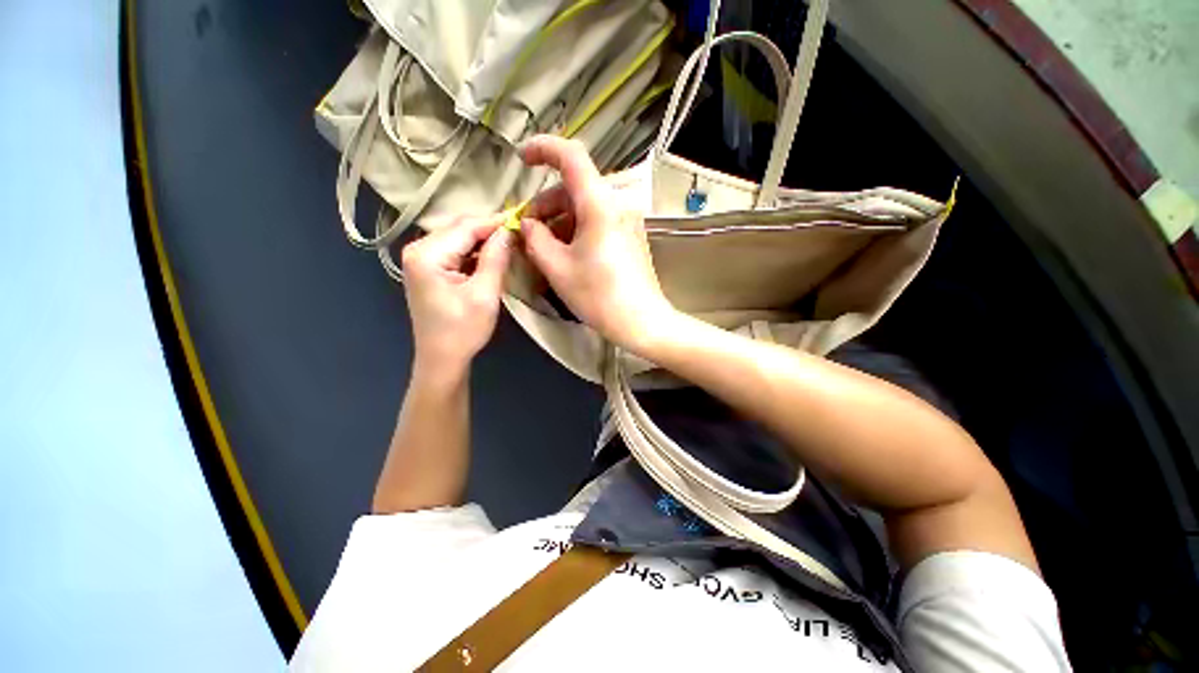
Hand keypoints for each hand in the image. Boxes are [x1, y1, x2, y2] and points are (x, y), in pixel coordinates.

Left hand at [401, 215, 512, 376]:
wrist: (442, 359)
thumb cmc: (464, 330)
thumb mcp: (485, 294)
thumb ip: (496, 258)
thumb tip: (509, 230)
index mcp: (427, 255)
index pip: (467, 226)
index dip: (496, 221)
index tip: (523, 219)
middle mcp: (417, 249)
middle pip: (460, 228)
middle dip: (490, 229)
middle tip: (519, 231)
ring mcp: (420, 258)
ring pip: (458, 237)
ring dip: (484, 239)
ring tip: (510, 240)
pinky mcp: (427, 268)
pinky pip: (455, 250)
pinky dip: (475, 250)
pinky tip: (492, 254)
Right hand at [519, 135, 676, 353]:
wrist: (642, 322)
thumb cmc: (599, 296)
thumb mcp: (557, 268)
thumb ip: (535, 238)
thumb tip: (528, 223)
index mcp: (599, 204)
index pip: (571, 155)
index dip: (543, 149)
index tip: (522, 159)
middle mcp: (617, 204)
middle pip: (574, 188)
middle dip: (546, 205)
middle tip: (528, 231)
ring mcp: (627, 221)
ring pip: (585, 207)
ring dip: (560, 220)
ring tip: (544, 248)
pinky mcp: (630, 236)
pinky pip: (598, 221)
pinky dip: (577, 230)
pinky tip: (566, 253)